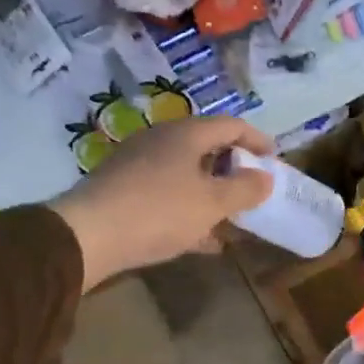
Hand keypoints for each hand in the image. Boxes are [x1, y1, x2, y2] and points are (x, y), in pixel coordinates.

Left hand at [53, 116, 274, 291]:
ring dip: (212, 193)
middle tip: (253, 190)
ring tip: (232, 218)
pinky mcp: (124, 189)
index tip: (275, 160)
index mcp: (186, 134)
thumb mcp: (212, 203)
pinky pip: (168, 194)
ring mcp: (139, 164)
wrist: (89, 235)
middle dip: (234, 170)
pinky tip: (201, 238)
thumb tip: (265, 177)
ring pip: (187, 174)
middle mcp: (161, 140)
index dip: (257, 140)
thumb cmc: (159, 211)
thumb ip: (244, 189)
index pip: (231, 125)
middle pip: (208, 148)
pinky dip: (190, 209)